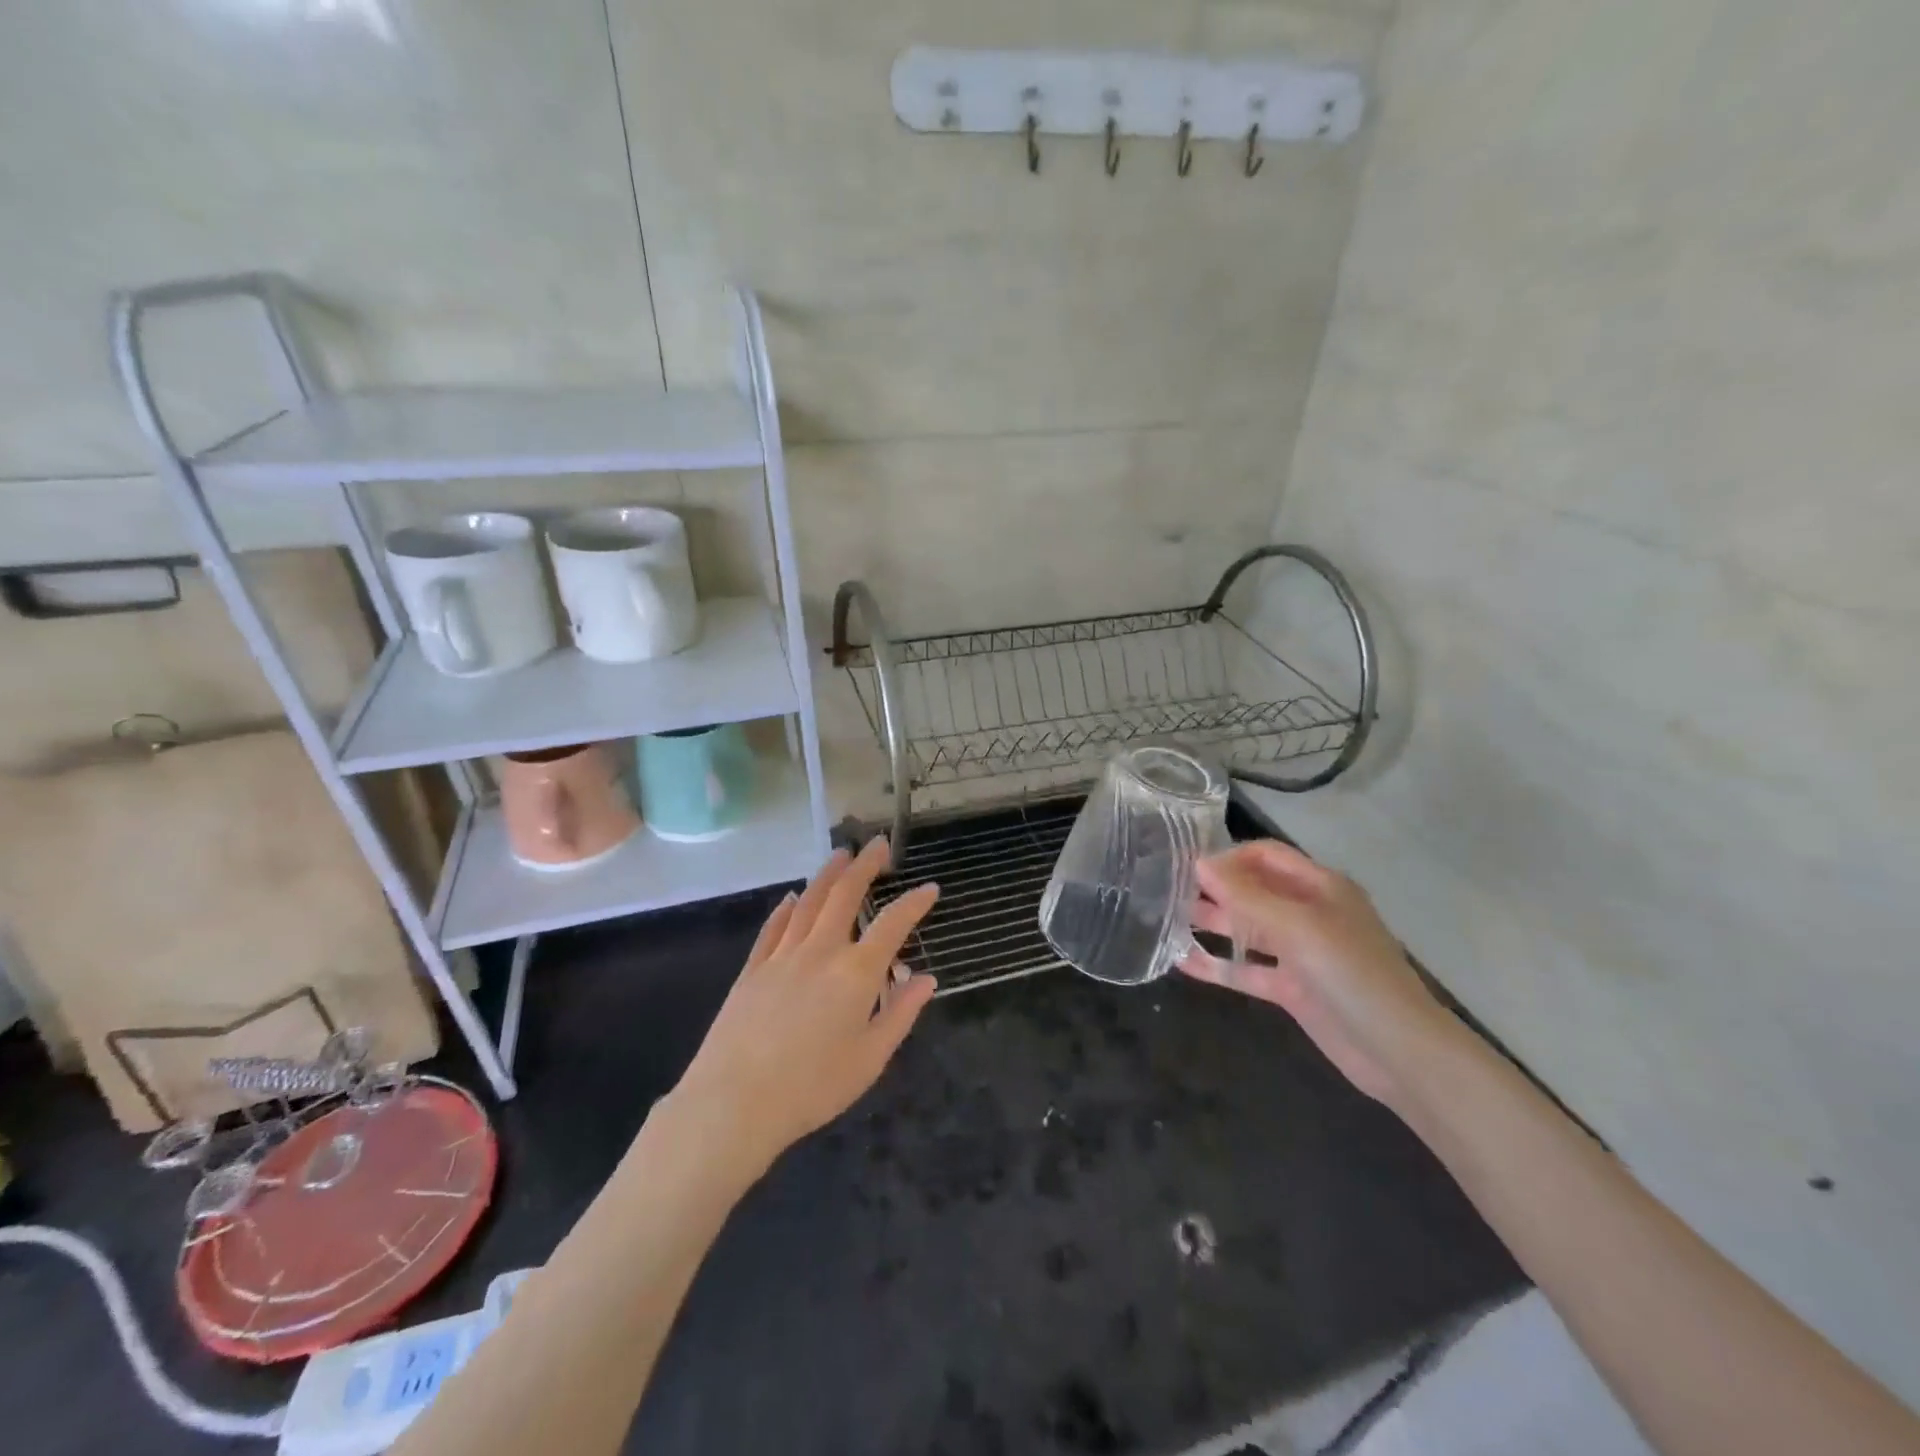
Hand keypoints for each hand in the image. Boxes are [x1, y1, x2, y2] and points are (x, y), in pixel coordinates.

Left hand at [670, 838, 939, 1173]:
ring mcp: (782, 956)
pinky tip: (792, 897)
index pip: (893, 924)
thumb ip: (901, 1014)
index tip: (929, 887)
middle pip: (845, 895)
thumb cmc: (812, 1087)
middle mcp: (820, 951)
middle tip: (879, 844)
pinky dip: (786, 908)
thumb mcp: (870, 1058)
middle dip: (865, 866)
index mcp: (856, 973)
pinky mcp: (753, 969)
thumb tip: (927, 980)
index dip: (914, 903)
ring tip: (841, 854)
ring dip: (828, 875)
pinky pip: (773, 928)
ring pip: (809, 902)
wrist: (734, 1102)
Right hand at [1181, 840, 1453, 1107]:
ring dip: (1212, 924)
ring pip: (1247, 930)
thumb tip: (1200, 863)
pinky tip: (1183, 962)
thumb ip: (1247, 896)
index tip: (1186, 867)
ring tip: (1166, 920)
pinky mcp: (1292, 989)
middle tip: (1166, 891)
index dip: (1228, 857)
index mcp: (1319, 887)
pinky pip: (1248, 970)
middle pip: (1253, 890)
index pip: (1265, 856)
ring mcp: (1300, 953)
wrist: (1399, 1052)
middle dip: (1213, 889)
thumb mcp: (1298, 927)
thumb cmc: (1351, 974)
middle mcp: (1308, 913)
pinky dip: (1219, 966)